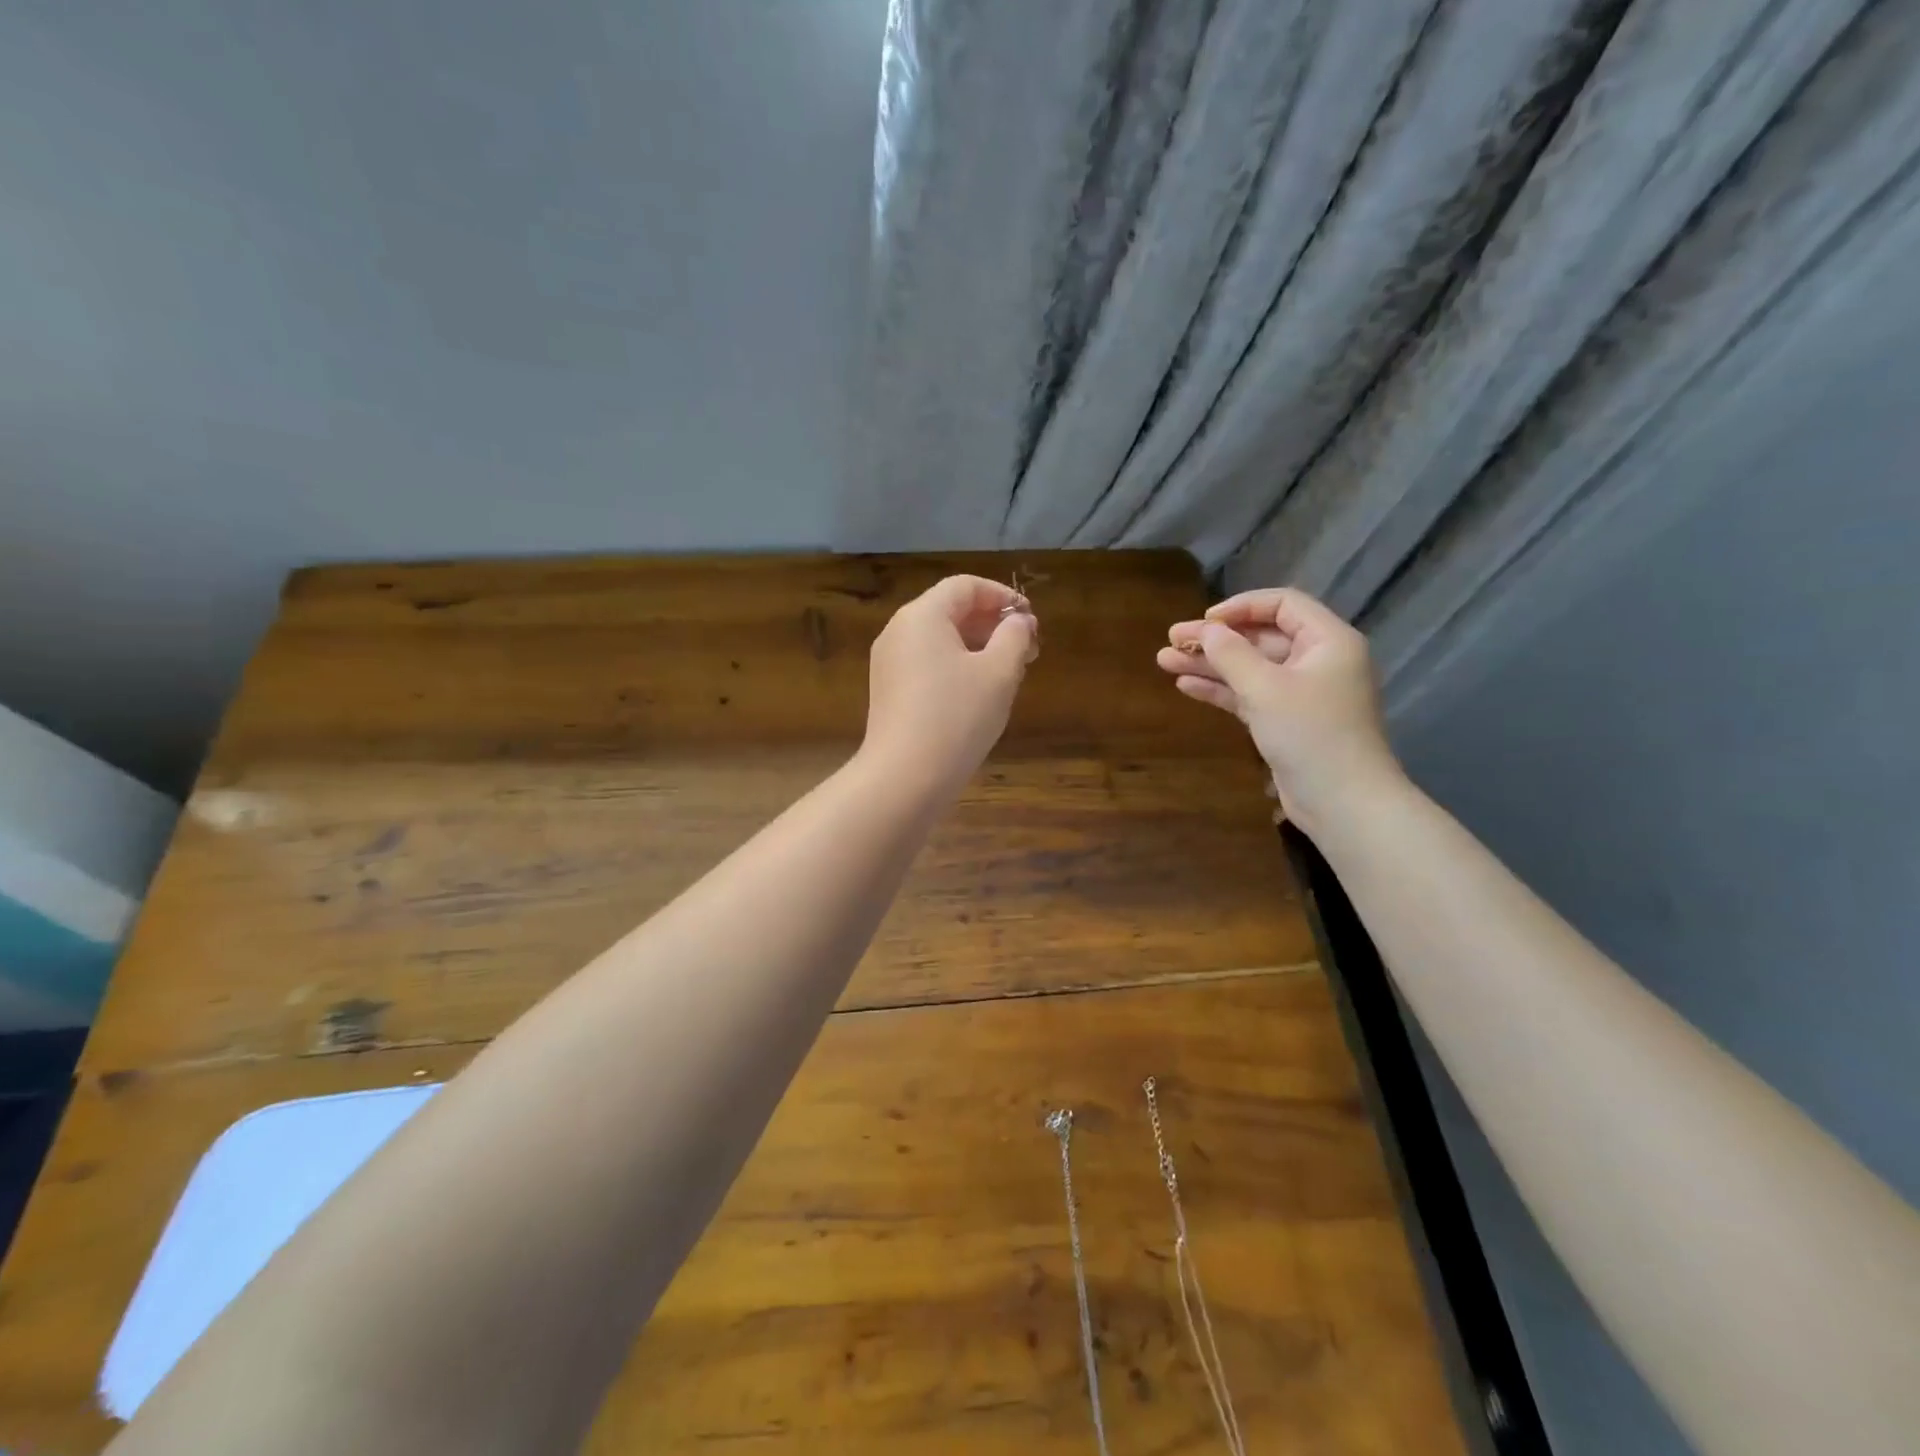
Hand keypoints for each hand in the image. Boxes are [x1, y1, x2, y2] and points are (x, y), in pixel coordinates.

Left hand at [862, 575, 1037, 796]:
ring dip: (978, 648)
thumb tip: (1019, 621)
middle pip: (950, 611)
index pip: (965, 586)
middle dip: (992, 624)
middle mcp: (899, 631)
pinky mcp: (889, 692)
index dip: (1002, 596)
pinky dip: (956, 667)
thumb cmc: (957, 717)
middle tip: (1028, 650)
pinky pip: (927, 664)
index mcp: (922, 616)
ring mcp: (889, 663)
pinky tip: (980, 694)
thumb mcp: (999, 673)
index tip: (1030, 620)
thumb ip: (1015, 637)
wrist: (905, 777)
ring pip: (940, 641)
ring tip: (1010, 673)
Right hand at [1156, 587, 1400, 834]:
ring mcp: (1302, 693)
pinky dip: (1221, 689)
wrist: (1342, 802)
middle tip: (1171, 639)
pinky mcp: (1287, 721)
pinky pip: (1250, 695)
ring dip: (1210, 664)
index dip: (1241, 607)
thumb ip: (1232, 654)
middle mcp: (1317, 661)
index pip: (1283, 605)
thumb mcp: (1266, 688)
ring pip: (1250, 668)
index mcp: (1328, 641)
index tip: (1205, 621)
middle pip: (1261, 637)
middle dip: (1215, 639)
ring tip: (1165, 661)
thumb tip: (1207, 630)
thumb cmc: (1310, 734)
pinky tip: (1186, 685)